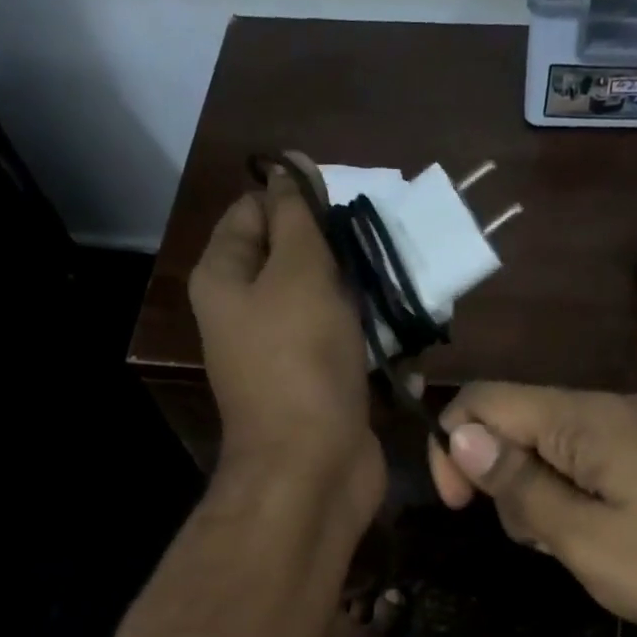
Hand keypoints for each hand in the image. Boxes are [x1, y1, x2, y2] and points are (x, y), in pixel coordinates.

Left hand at [189, 154, 383, 521]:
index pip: (254, 210)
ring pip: (333, 305)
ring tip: (409, 295)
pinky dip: (378, 346)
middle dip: (344, 253)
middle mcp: (250, 313)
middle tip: (387, 250)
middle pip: (298, 258)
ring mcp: (288, 354)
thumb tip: (289, 166)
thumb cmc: (301, 363)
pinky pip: (351, 349)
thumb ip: (297, 217)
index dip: (297, 198)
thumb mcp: (298, 274)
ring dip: (371, 300)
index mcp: (227, 279)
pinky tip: (408, 349)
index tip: (348, 204)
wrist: (313, 470)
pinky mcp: (323, 386)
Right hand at [426, 383, 636, 636]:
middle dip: (501, 479)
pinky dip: (569, 494)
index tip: (457, 507)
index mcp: (586, 417)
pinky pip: (585, 460)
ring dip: (536, 493)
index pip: (486, 400)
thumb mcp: (581, 536)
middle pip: (516, 422)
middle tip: (533, 538)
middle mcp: (609, 407)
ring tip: (568, 544)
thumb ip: (518, 483)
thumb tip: (461, 434)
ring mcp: (636, 428)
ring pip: (549, 446)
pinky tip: (594, 535)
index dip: (452, 446)